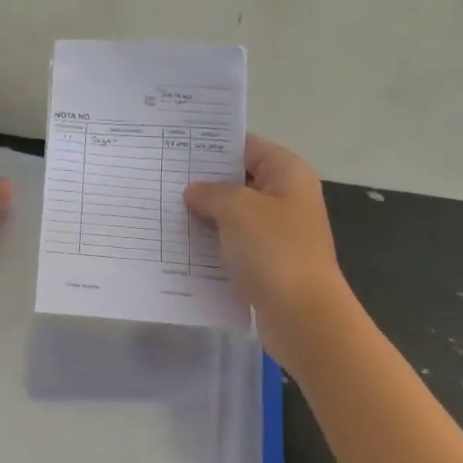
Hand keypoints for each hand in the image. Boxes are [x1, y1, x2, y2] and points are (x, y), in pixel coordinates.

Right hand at [184, 135, 353, 363]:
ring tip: (162, 213)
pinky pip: (234, 246)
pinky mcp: (268, 264)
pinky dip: (212, 246)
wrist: (302, 316)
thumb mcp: (237, 209)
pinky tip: (181, 248)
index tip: (174, 149)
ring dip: (204, 217)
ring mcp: (278, 233)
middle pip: (239, 181)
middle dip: (203, 183)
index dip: (212, 146)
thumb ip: (212, 192)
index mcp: (287, 173)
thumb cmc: (273, 251)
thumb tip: (195, 192)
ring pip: (234, 216)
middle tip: (160, 182)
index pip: (246, 146)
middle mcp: (286, 198)